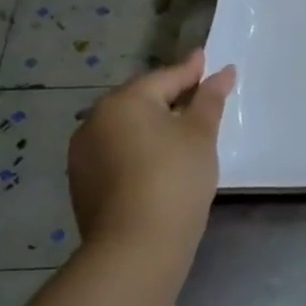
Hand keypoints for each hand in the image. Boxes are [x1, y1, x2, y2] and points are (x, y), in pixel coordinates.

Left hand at [68, 51, 236, 252]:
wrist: (137, 245)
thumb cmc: (176, 178)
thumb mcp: (201, 135)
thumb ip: (210, 100)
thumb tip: (223, 72)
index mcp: (124, 101)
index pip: (165, 77)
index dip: (191, 70)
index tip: (207, 60)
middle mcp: (95, 120)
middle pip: (140, 101)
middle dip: (169, 98)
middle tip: (198, 98)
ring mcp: (83, 153)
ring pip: (125, 129)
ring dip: (151, 127)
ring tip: (180, 134)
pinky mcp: (82, 183)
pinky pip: (116, 154)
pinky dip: (137, 152)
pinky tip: (157, 165)